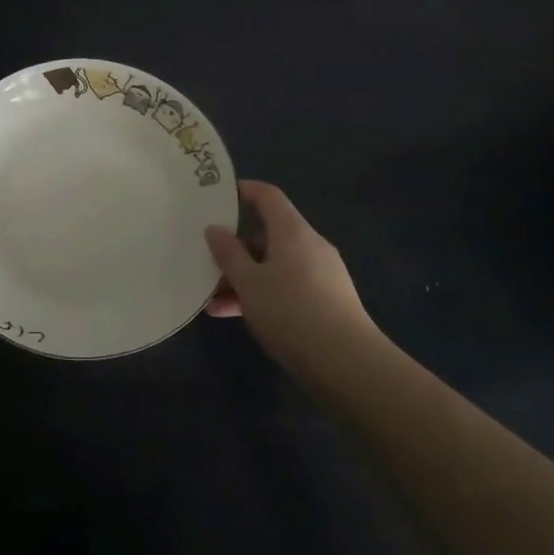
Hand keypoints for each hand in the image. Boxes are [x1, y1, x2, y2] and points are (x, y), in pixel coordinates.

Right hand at [204, 181, 384, 379]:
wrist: (347, 364)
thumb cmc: (291, 312)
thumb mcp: (249, 283)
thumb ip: (228, 254)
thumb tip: (215, 229)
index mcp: (293, 232)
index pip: (268, 196)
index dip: (244, 190)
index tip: (217, 195)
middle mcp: (310, 246)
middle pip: (268, 235)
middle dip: (236, 248)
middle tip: (206, 260)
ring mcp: (321, 275)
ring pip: (274, 266)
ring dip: (244, 278)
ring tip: (212, 300)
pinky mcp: (326, 302)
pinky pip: (286, 287)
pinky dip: (262, 295)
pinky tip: (235, 316)